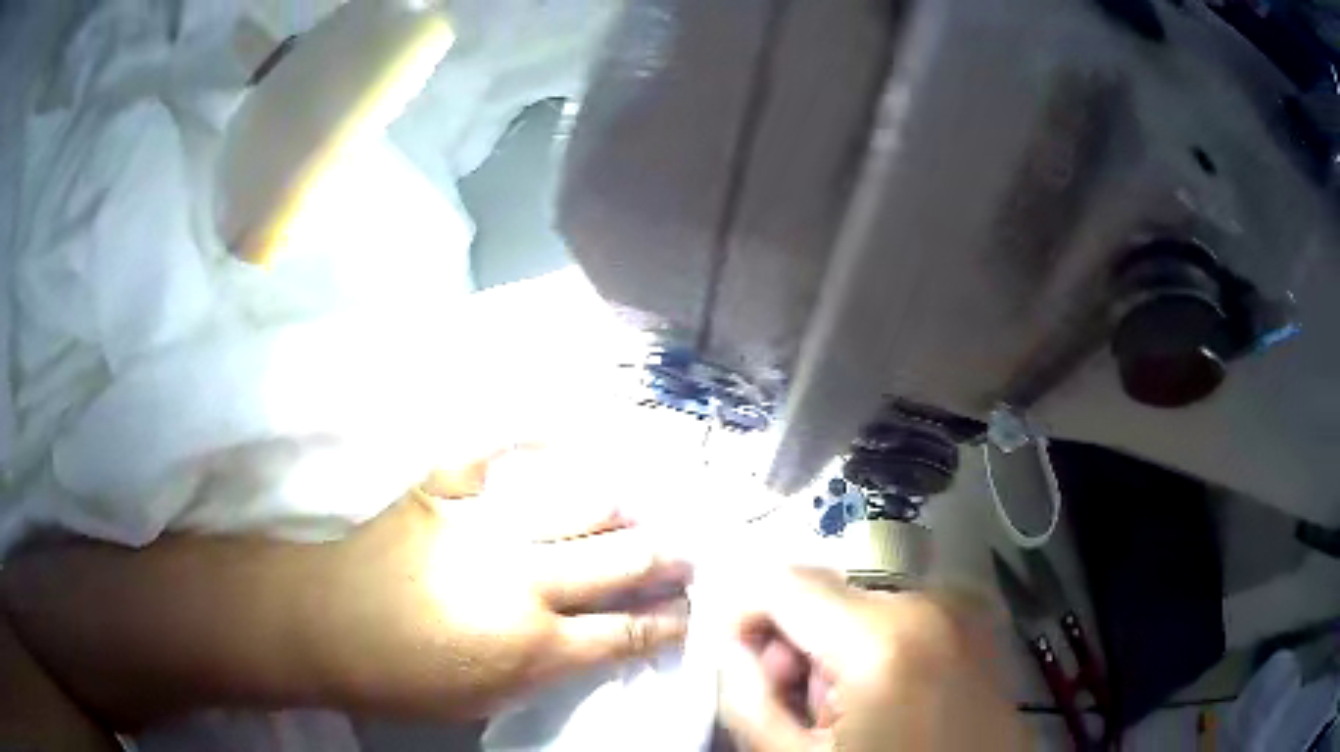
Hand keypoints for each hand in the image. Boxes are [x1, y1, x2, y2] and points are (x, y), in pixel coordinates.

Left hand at [0, 447, 690, 730]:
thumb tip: (586, 645)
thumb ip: (540, 670)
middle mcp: (520, 580)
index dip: (665, 623)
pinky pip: (497, 450)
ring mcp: (481, 526)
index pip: (622, 633)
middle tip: (695, 544)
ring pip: (571, 505)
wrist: (320, 623)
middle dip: (661, 557)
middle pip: (613, 562)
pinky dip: (532, 433)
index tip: (693, 610)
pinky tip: (567, 422)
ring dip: (618, 502)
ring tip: (653, 492)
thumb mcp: (477, 700)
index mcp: (530, 643)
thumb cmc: (397, 678)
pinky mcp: (441, 490)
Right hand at [716, 569, 1027, 751]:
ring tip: (847, 713)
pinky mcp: (977, 623)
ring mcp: (961, 610)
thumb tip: (732, 650)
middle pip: (827, 596)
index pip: (783, 581)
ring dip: (835, 652)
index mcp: (884, 637)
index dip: (743, 614)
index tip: (736, 658)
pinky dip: (875, 651)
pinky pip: (902, 619)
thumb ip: (748, 699)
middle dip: (795, 644)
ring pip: (861, 609)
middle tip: (798, 706)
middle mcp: (930, 604)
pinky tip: (885, 700)